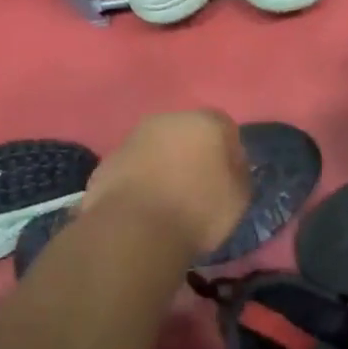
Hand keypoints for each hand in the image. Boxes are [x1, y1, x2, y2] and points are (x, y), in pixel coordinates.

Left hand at [80, 111, 251, 256]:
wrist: (135, 229)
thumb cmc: (198, 210)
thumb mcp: (239, 197)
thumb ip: (239, 172)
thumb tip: (231, 164)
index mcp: (206, 122)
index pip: (224, 126)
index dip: (227, 151)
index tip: (227, 177)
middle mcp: (168, 119)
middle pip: (186, 132)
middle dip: (192, 153)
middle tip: (197, 187)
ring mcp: (133, 138)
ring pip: (156, 147)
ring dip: (163, 165)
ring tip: (167, 200)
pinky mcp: (108, 160)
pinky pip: (133, 167)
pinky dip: (139, 180)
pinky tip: (143, 207)